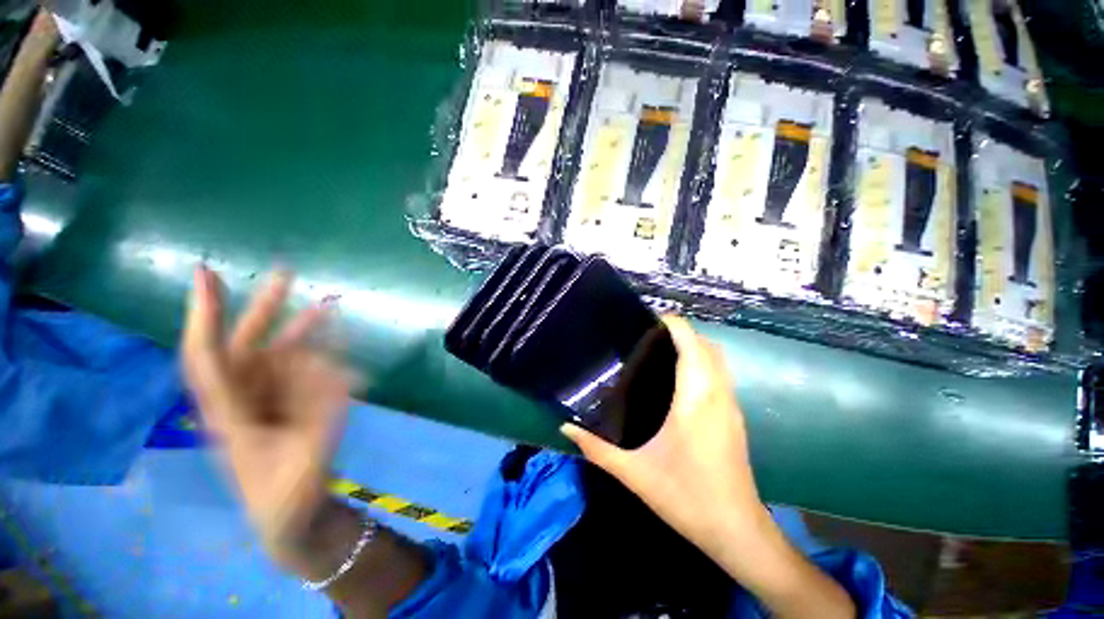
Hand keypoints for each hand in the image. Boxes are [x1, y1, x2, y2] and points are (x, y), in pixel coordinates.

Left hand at [181, 266, 351, 555]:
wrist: (291, 514)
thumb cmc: (284, 493)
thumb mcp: (303, 459)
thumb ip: (323, 415)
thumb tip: (344, 371)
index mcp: (227, 412)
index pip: (206, 356)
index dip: (204, 315)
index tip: (207, 274)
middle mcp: (243, 396)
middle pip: (245, 343)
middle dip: (265, 307)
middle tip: (286, 273)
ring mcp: (267, 398)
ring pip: (283, 353)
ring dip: (307, 330)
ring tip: (331, 306)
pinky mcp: (289, 402)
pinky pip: (307, 371)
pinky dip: (328, 359)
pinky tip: (349, 356)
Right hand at [562, 315, 764, 559]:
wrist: (736, 531)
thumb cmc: (686, 498)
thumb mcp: (634, 473)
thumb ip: (597, 449)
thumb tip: (565, 428)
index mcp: (695, 400)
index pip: (691, 344)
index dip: (673, 324)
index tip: (648, 319)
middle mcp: (717, 395)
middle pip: (706, 345)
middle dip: (681, 332)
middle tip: (647, 335)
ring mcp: (731, 405)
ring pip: (717, 359)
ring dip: (694, 345)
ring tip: (659, 349)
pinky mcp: (735, 416)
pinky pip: (720, 374)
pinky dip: (702, 362)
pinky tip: (678, 377)